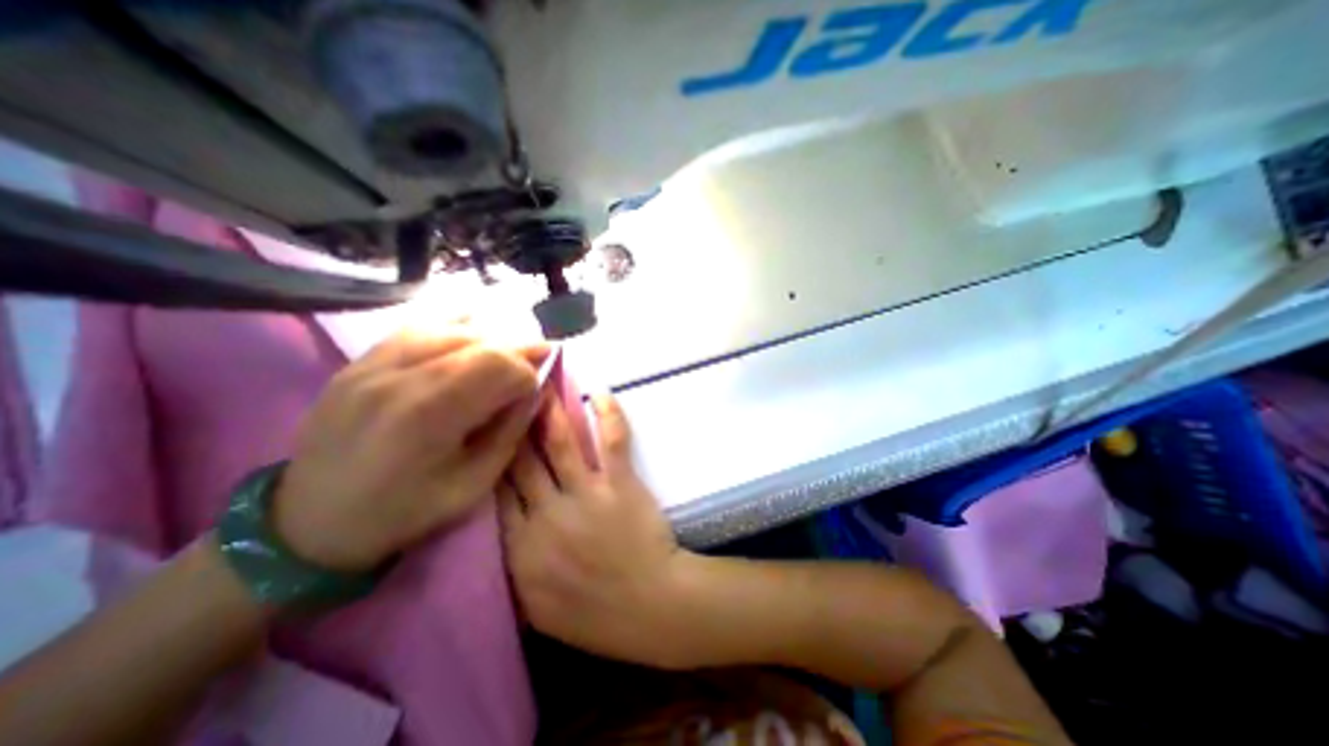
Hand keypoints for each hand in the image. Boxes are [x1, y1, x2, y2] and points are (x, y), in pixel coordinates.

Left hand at [270, 327, 548, 570]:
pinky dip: (452, 325)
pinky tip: (472, 327)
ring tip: (510, 347)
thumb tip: (535, 391)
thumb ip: (511, 431)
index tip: (536, 389)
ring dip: (489, 336)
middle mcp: (399, 378)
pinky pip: (415, 328)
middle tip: (541, 353)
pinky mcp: (359, 362)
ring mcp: (372, 364)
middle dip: (518, 348)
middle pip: (478, 342)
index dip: (528, 374)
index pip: (499, 368)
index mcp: (429, 416)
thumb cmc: (404, 510)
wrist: (311, 522)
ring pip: (449, 328)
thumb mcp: (474, 483)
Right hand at [500, 394, 700, 665]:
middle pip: (521, 460)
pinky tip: (599, 393)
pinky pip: (612, 440)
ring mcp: (585, 495)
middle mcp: (547, 514)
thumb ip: (513, 568)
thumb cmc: (595, 614)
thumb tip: (501, 533)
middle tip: (508, 396)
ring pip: (559, 443)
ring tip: (541, 384)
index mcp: (520, 548)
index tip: (488, 435)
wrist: (650, 607)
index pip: (495, 492)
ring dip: (549, 411)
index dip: (491, 459)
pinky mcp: (619, 483)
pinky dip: (607, 414)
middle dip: (512, 426)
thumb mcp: (536, 608)